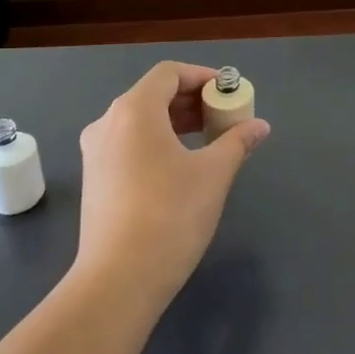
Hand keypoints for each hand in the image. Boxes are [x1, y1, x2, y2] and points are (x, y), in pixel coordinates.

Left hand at [75, 61, 270, 315]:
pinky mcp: (94, 179)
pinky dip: (157, 142)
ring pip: (140, 121)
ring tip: (209, 141)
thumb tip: (260, 126)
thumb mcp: (213, 174)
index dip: (202, 76)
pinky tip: (180, 167)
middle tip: (224, 117)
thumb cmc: (170, 215)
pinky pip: (128, 144)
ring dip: (175, 122)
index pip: (169, 73)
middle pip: (153, 95)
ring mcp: (95, 152)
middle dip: (192, 100)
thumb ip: (237, 142)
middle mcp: (108, 123)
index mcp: (134, 110)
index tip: (229, 93)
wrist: (118, 280)